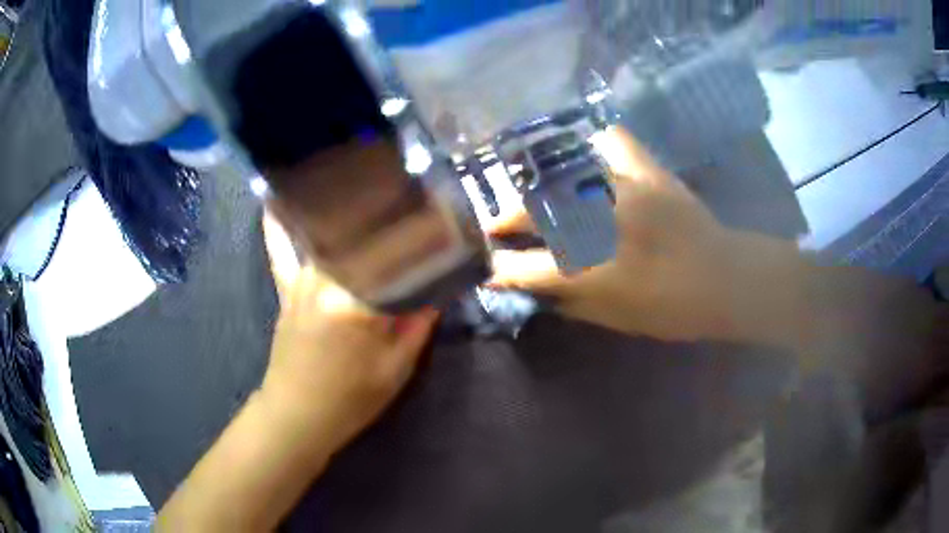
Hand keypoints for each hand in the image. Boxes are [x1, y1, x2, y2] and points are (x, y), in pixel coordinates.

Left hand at [261, 212, 438, 451]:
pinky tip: (276, 198)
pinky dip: (279, 224)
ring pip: (331, 233)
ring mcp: (300, 277)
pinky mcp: (286, 285)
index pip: (398, 256)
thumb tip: (439, 285)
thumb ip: (419, 321)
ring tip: (375, 190)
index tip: (447, 224)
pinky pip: (281, 248)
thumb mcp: (397, 367)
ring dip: (353, 214)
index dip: (425, 237)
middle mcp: (324, 278)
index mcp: (355, 301)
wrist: (298, 414)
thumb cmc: (351, 398)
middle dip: (392, 217)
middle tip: (417, 202)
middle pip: (364, 235)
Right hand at [489, 127, 805, 345]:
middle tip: (498, 225)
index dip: (501, 268)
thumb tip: (534, 285)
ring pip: (565, 176)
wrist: (728, 279)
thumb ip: (570, 301)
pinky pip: (614, 143)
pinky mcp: (650, 172)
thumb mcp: (617, 320)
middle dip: (506, 219)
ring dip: (542, 188)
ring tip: (538, 197)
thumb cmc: (674, 311)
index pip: (527, 267)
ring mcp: (627, 191)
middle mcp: (602, 226)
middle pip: (534, 212)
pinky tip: (593, 161)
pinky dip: (599, 149)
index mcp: (594, 272)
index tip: (491, 266)